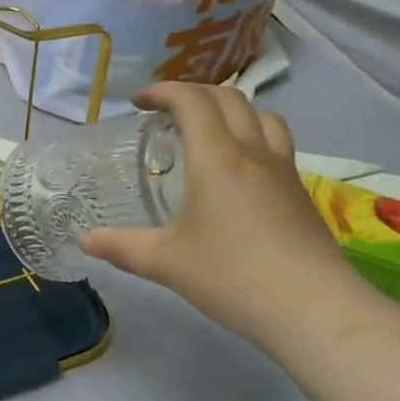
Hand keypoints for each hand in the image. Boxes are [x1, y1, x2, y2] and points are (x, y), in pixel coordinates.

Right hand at [80, 82, 379, 354]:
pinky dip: (254, 137)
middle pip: (229, 97)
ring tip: (210, 132)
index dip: (163, 90)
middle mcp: (253, 152)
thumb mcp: (166, 262)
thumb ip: (122, 247)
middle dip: (194, 94)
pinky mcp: (302, 193)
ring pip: (263, 115)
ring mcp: (284, 171)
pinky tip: (241, 173)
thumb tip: (85, 240)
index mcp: (217, 158)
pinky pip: (278, 144)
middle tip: (168, 113)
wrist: (314, 309)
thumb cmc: (232, 276)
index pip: (191, 100)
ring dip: (232, 110)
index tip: (138, 102)